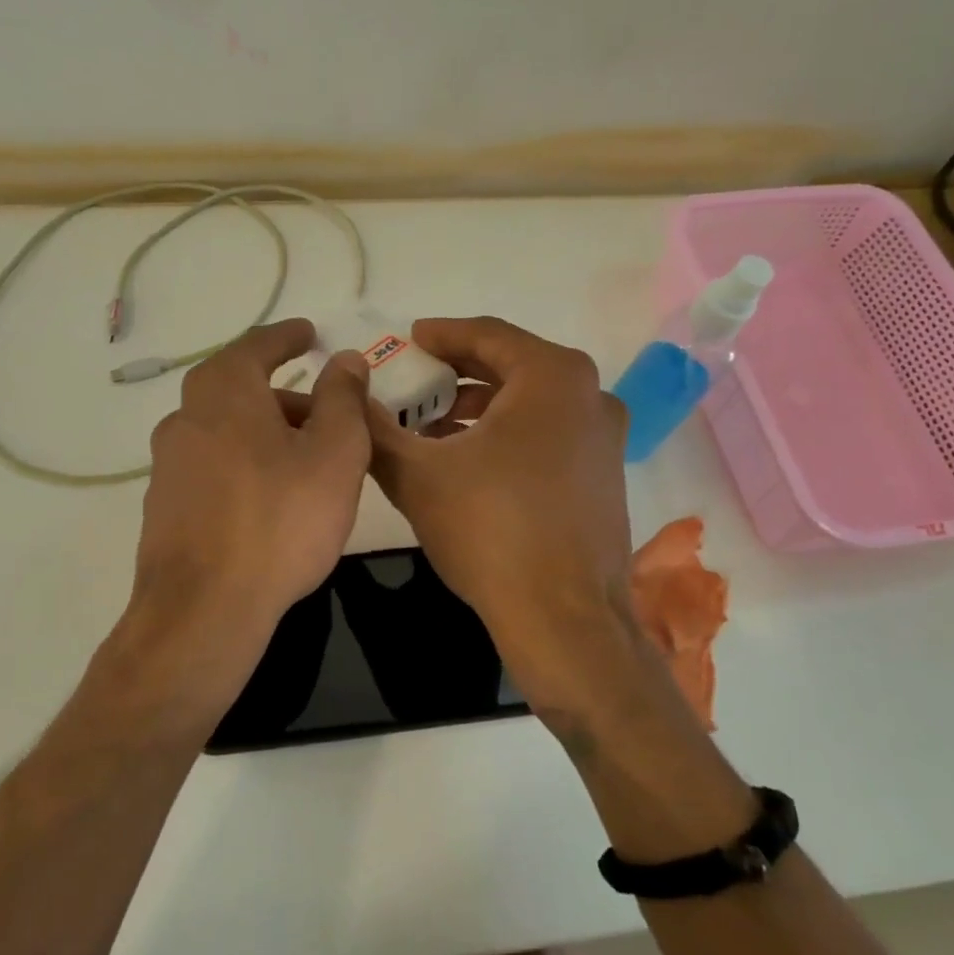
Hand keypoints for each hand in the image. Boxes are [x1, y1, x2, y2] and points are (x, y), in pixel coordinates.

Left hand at [124, 320, 370, 710]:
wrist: (204, 609)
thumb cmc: (280, 520)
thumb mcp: (335, 453)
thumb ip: (342, 398)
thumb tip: (345, 358)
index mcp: (225, 393)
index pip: (257, 347)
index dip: (287, 337)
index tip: (308, 333)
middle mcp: (186, 418)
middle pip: (238, 389)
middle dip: (282, 393)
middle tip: (322, 406)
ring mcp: (169, 465)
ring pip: (225, 430)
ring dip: (264, 431)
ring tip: (306, 459)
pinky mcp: (165, 507)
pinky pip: (213, 466)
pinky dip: (245, 464)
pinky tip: (270, 497)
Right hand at [365, 317, 635, 703]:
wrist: (564, 620)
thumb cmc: (491, 531)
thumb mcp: (417, 475)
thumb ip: (375, 428)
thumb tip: (348, 396)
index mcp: (552, 377)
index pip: (487, 335)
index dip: (441, 334)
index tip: (409, 338)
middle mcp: (590, 395)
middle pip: (512, 366)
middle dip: (457, 373)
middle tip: (414, 381)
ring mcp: (605, 438)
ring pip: (531, 403)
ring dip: (480, 408)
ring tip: (432, 427)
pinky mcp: (605, 475)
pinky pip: (549, 434)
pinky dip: (508, 434)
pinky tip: (470, 461)